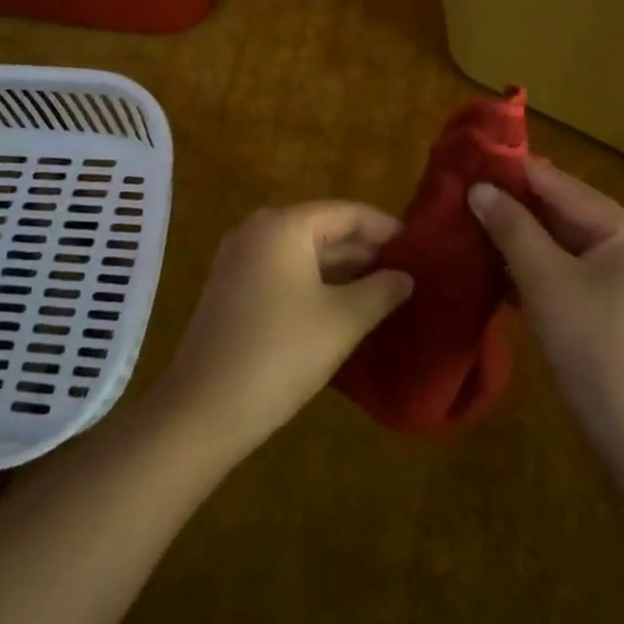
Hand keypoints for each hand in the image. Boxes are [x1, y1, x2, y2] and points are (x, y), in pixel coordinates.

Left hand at [152, 202, 413, 456]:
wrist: (202, 411)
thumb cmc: (279, 355)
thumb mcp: (342, 321)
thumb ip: (381, 291)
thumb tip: (406, 277)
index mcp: (283, 225)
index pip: (348, 212)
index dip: (386, 229)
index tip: (421, 249)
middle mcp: (258, 231)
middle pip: (324, 228)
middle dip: (366, 251)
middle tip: (409, 273)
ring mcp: (240, 259)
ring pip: (305, 252)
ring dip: (344, 269)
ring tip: (386, 290)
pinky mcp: (233, 288)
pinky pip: (285, 271)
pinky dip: (317, 283)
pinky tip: (346, 306)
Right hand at [469, 163, 623, 450]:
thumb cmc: (591, 344)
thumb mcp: (545, 279)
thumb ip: (512, 227)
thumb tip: (478, 188)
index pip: (561, 186)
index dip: (514, 172)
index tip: (469, 160)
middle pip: (559, 212)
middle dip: (511, 206)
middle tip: (460, 194)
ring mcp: (613, 278)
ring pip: (555, 243)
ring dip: (514, 237)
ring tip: (465, 223)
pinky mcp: (598, 306)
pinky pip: (558, 271)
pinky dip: (526, 266)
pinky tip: (488, 264)